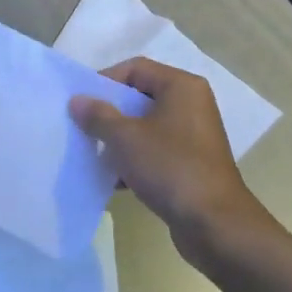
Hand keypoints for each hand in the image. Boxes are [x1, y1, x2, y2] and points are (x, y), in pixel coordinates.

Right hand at [68, 57, 259, 242]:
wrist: (213, 223)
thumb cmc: (170, 167)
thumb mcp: (126, 138)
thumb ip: (98, 115)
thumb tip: (78, 101)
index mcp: (181, 87)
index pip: (135, 68)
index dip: (104, 81)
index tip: (80, 103)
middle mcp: (191, 105)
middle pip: (139, 97)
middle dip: (108, 113)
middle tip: (82, 128)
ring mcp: (192, 136)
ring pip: (145, 127)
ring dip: (118, 140)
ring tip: (94, 155)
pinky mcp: (190, 163)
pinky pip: (154, 152)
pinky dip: (134, 160)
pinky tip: (114, 180)